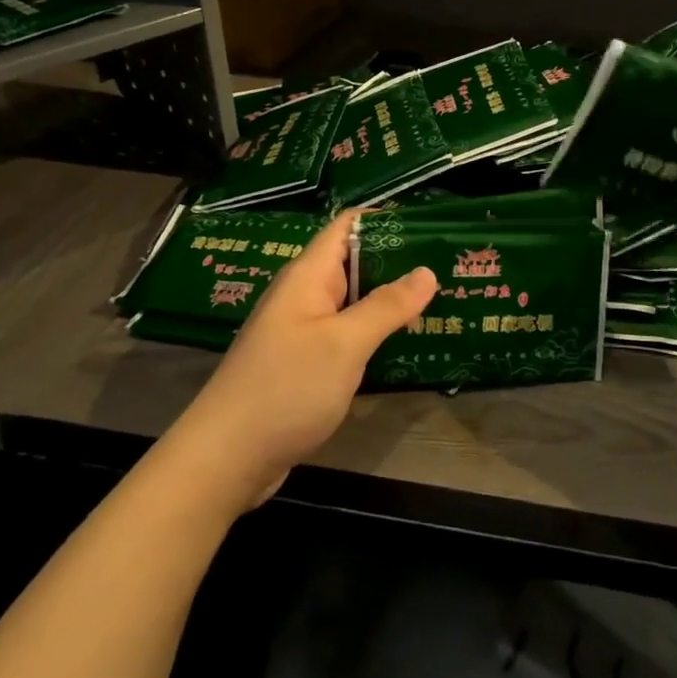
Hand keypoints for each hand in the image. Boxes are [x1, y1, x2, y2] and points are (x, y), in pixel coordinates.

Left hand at [166, 209, 436, 510]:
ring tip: (441, 301)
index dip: (386, 219)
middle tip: (449, 266)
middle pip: (355, 263)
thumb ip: (386, 306)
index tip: (430, 226)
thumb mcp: (343, 344)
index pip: (347, 226)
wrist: (227, 458)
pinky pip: (347, 335)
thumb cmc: (286, 388)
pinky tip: (408, 344)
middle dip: (398, 263)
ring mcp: (304, 331)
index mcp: (308, 276)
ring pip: (354, 302)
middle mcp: (305, 295)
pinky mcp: (306, 363)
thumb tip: (426, 271)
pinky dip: (375, 334)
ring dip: (391, 301)